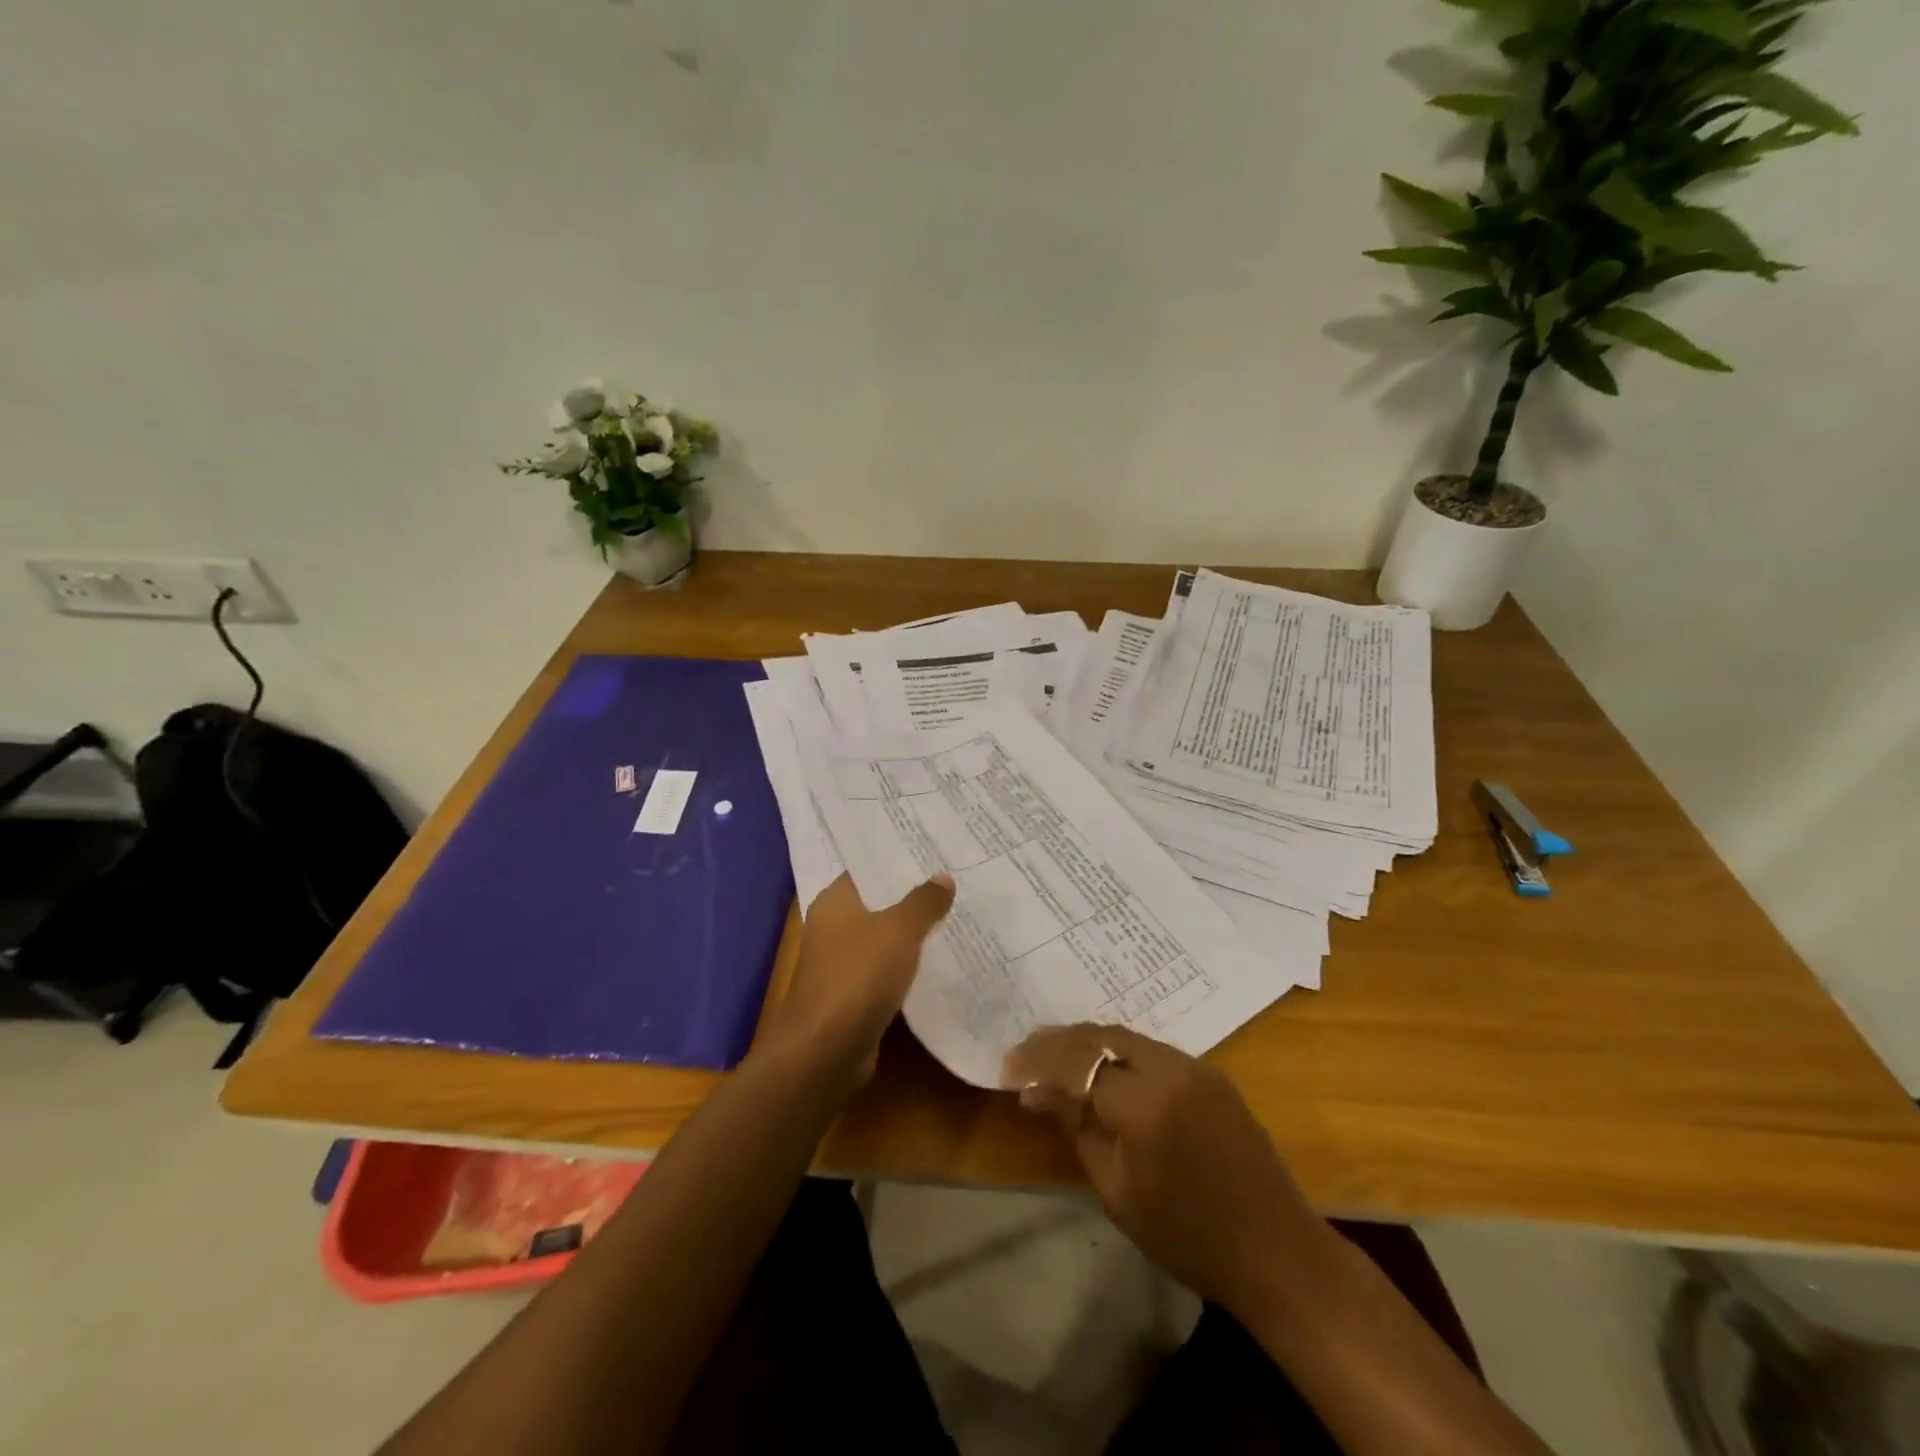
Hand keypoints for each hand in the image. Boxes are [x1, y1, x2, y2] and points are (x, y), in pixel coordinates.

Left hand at [759, 872, 954, 1093]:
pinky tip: (941, 961)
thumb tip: (943, 877)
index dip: (899, 862)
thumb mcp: (899, 930)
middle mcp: (834, 927)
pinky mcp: (854, 995)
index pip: (868, 870)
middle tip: (955, 883)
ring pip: (885, 939)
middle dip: (913, 897)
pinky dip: (909, 967)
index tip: (934, 854)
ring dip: (914, 934)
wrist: (826, 1050)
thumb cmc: (857, 976)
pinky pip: (887, 971)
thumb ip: (923, 902)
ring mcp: (842, 964)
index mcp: (835, 902)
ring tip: (956, 917)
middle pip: (879, 904)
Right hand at [1004, 1024, 1330, 1315]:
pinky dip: (1117, 1051)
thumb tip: (1034, 1092)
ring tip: (1053, 1056)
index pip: (1076, 1065)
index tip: (1007, 1070)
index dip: (1037, 1063)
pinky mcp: (1210, 1073)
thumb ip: (1076, 1129)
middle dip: (1058, 1042)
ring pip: (1126, 1036)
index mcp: (1145, 1103)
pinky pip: (1151, 1048)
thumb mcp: (1118, 1192)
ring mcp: (1195, 1066)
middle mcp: (1171, 1068)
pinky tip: (1100, 1068)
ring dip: (1086, 1042)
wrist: (1276, 1251)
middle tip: (1024, 1053)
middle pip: (1100, 1037)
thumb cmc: (1189, 1237)